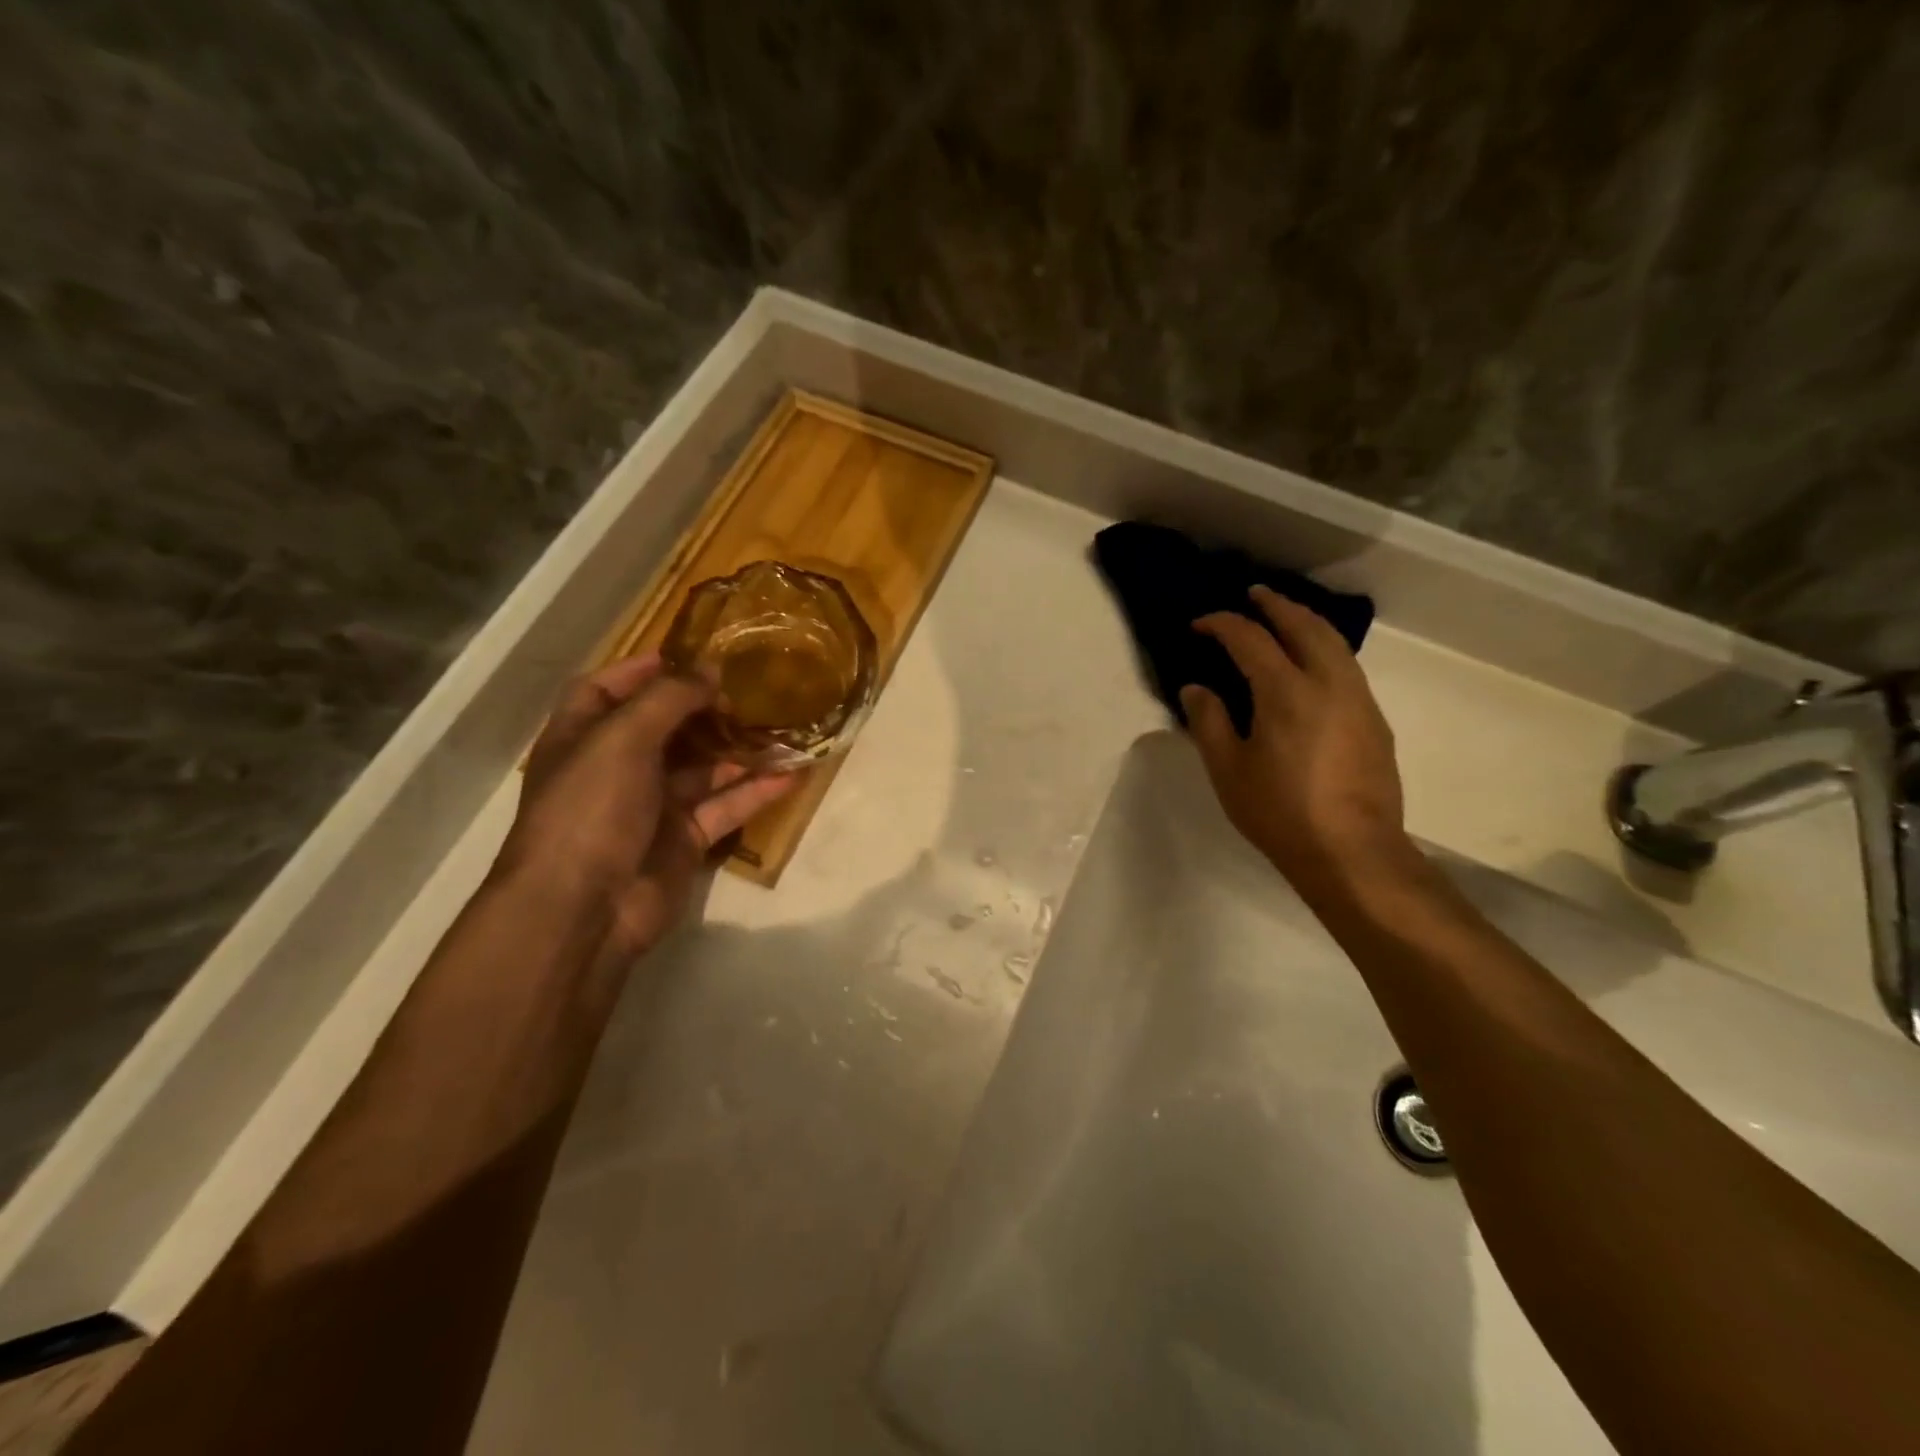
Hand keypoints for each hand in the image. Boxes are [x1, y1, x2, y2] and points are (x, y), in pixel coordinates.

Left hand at [494, 652, 793, 959]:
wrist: (584, 908)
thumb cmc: (591, 809)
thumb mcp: (623, 738)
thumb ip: (669, 699)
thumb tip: (711, 671)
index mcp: (584, 737)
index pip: (607, 689)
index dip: (643, 669)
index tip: (692, 654)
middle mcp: (616, 767)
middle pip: (664, 727)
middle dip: (704, 707)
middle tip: (749, 691)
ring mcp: (651, 806)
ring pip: (703, 768)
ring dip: (739, 749)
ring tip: (783, 726)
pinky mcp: (683, 839)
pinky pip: (724, 807)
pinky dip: (754, 792)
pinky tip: (791, 774)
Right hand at [1180, 586, 1409, 897]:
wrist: (1352, 852)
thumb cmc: (1280, 812)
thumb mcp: (1228, 771)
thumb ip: (1209, 722)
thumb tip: (1196, 688)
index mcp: (1286, 692)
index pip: (1250, 639)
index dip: (1222, 624)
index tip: (1200, 624)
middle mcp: (1328, 683)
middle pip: (1304, 625)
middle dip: (1276, 605)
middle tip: (1253, 595)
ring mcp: (1358, 700)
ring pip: (1335, 642)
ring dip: (1306, 621)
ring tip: (1285, 617)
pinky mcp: (1375, 720)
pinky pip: (1347, 665)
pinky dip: (1325, 647)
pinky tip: (1313, 663)